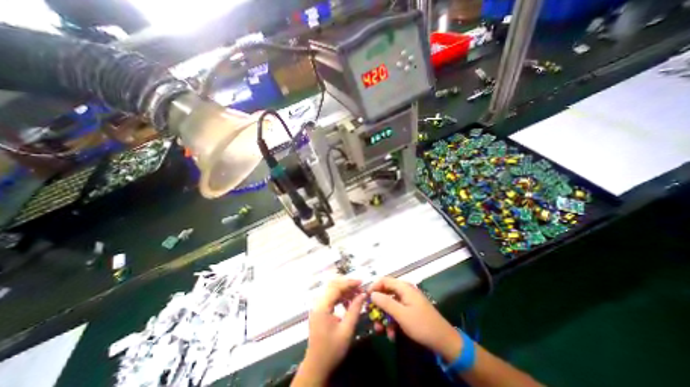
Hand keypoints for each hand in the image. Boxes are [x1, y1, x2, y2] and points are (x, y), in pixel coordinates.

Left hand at [300, 279, 369, 382]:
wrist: (316, 366)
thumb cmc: (332, 349)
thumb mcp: (347, 330)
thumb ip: (355, 310)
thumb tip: (363, 295)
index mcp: (322, 306)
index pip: (336, 287)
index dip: (349, 283)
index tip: (362, 282)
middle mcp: (318, 303)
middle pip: (333, 285)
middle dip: (347, 284)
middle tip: (360, 288)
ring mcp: (318, 306)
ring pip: (332, 290)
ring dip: (345, 290)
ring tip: (357, 294)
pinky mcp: (320, 310)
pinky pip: (331, 297)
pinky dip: (341, 297)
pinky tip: (349, 302)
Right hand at [369, 279, 460, 361]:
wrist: (444, 341)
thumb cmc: (421, 325)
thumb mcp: (401, 315)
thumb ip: (385, 302)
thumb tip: (372, 294)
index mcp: (404, 287)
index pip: (384, 280)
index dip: (374, 287)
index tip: (366, 298)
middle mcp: (404, 291)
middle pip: (386, 293)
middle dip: (378, 306)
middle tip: (371, 316)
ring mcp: (407, 301)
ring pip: (390, 304)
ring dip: (384, 316)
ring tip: (380, 330)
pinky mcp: (409, 310)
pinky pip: (396, 312)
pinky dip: (392, 321)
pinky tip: (391, 334)